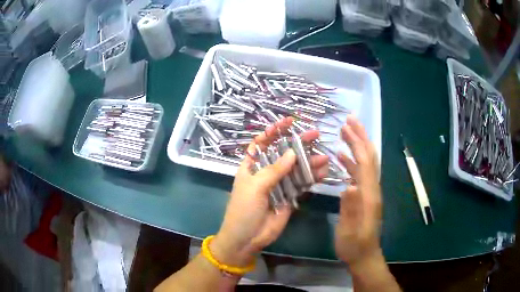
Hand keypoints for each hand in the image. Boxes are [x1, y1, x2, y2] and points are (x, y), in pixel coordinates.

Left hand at [211, 117, 328, 266]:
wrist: (247, 239)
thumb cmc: (244, 210)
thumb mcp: (255, 187)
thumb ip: (274, 170)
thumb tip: (291, 153)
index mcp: (252, 166)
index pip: (262, 142)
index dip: (274, 131)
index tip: (289, 121)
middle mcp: (266, 172)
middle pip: (283, 153)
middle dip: (298, 143)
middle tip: (316, 134)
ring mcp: (279, 185)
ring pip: (296, 168)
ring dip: (310, 162)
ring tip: (324, 157)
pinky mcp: (289, 197)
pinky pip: (302, 184)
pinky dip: (312, 178)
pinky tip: (323, 172)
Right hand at [335, 116, 382, 267]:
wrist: (364, 255)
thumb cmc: (354, 245)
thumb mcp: (350, 230)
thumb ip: (350, 208)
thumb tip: (349, 185)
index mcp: (369, 194)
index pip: (365, 162)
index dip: (358, 141)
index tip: (348, 123)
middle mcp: (372, 189)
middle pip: (368, 157)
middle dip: (360, 137)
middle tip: (349, 120)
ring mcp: (369, 192)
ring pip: (364, 163)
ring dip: (356, 146)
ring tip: (344, 132)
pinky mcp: (364, 196)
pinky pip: (359, 173)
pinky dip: (351, 162)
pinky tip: (342, 157)